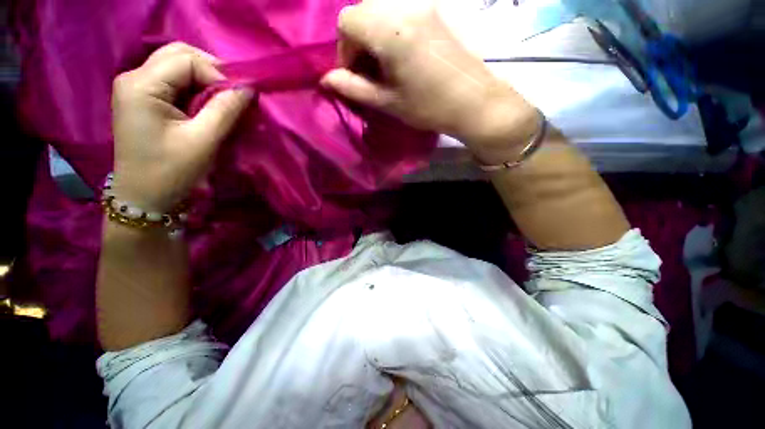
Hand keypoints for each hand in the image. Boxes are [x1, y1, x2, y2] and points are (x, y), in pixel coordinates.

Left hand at [111, 42, 252, 212]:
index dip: (217, 76)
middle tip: (233, 96)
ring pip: (178, 66)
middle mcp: (134, 77)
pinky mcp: (143, 99)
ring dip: (205, 80)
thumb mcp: (203, 140)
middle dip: (212, 72)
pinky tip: (207, 105)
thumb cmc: (171, 171)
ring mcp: (136, 87)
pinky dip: (196, 89)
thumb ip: (226, 110)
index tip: (238, 100)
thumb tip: (249, 89)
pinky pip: (174, 81)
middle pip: (179, 55)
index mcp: (141, 85)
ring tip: (222, 102)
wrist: (145, 197)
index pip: (186, 60)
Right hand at [320, 0, 537, 162]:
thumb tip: (326, 80)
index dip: (344, 49)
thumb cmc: (428, 107)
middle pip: (363, 10)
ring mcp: (425, 4)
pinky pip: (403, 10)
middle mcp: (405, 5)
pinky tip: (403, 53)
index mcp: (390, 29)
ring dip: (375, 33)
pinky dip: (393, 28)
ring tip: (387, 64)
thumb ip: (354, 88)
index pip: (347, 21)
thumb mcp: (388, 102)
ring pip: (383, 8)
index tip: (355, 74)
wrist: (473, 101)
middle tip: (370, 70)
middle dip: (358, 40)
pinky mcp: (438, 10)